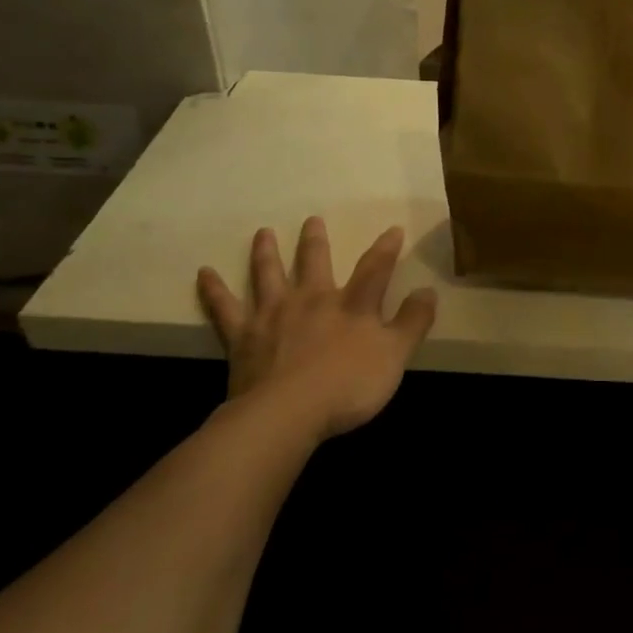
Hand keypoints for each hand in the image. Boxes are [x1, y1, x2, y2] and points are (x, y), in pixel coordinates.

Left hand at [197, 218, 437, 441]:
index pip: (375, 268)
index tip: (392, 229)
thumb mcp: (395, 356)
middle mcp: (312, 299)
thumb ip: (413, 323)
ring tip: (262, 232)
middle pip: (314, 261)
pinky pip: (225, 308)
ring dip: (266, 252)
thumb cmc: (348, 386)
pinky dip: (214, 290)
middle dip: (315, 240)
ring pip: (268, 274)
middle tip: (311, 220)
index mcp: (351, 305)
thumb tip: (428, 290)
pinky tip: (203, 273)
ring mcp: (273, 315)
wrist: (288, 413)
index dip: (386, 248)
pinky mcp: (242, 336)